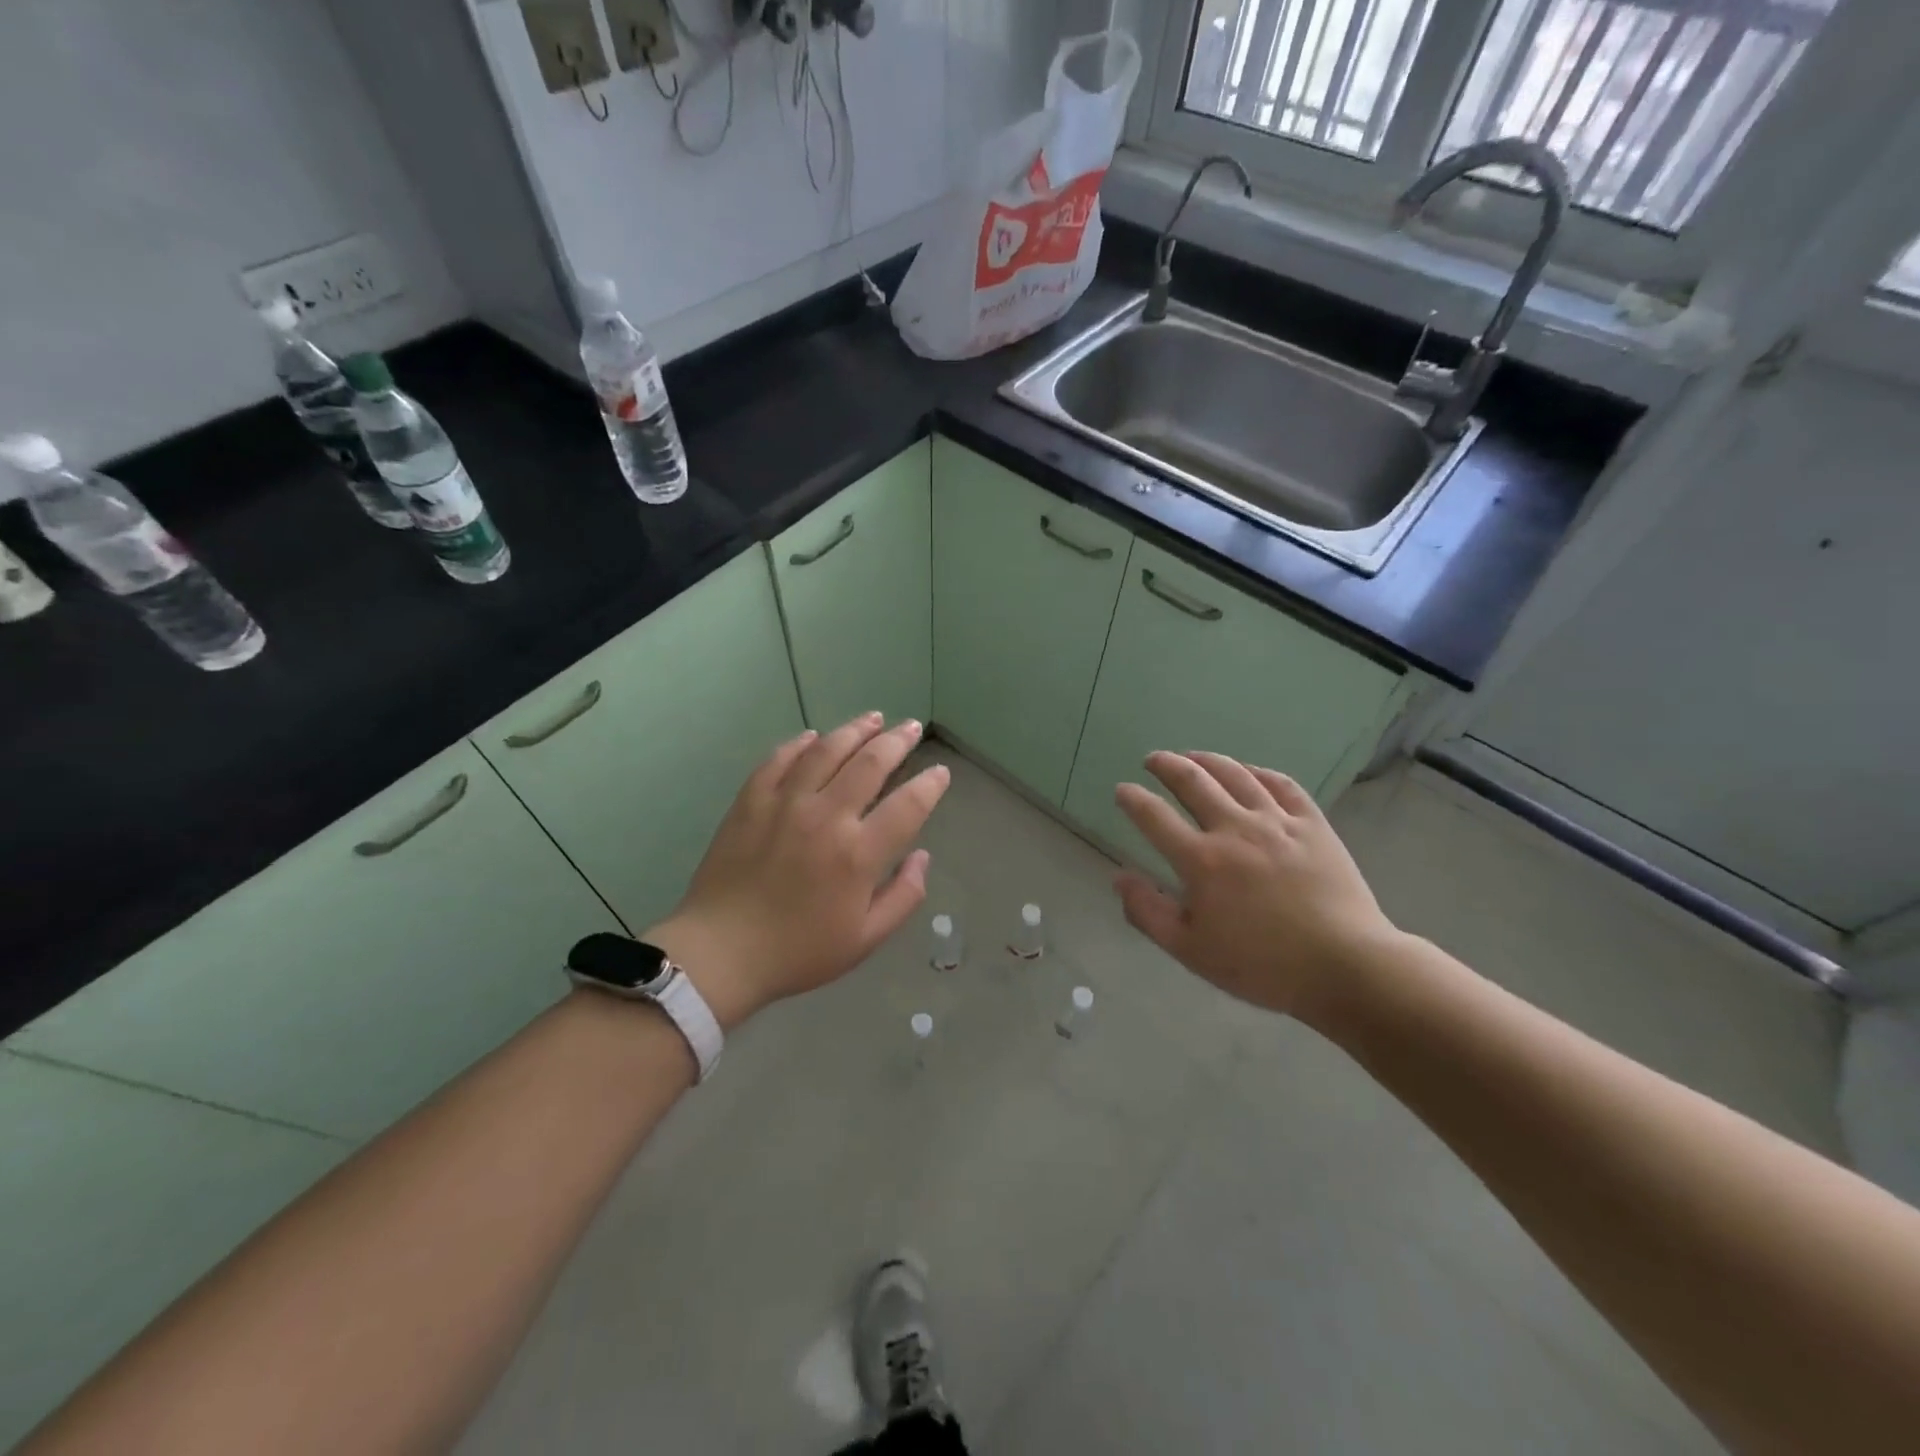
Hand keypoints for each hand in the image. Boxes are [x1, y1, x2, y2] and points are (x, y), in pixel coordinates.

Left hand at [644, 714, 949, 1029]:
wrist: (721, 953)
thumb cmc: (798, 951)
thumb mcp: (865, 939)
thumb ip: (903, 896)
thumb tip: (922, 857)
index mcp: (858, 854)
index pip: (908, 805)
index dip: (930, 785)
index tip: (940, 773)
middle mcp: (826, 817)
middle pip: (870, 763)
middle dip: (897, 741)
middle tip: (911, 727)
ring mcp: (785, 803)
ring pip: (826, 751)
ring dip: (854, 730)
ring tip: (873, 718)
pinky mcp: (751, 801)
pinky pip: (778, 760)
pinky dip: (800, 744)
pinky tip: (813, 737)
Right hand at [1112, 751, 1400, 1018]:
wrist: (1344, 967)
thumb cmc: (1261, 966)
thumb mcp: (1190, 951)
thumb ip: (1147, 912)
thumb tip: (1119, 876)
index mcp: (1201, 861)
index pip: (1154, 817)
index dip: (1133, 800)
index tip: (1122, 791)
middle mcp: (1234, 829)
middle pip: (1193, 782)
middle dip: (1167, 766)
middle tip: (1153, 759)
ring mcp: (1277, 822)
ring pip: (1236, 775)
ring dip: (1208, 760)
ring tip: (1192, 756)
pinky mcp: (1313, 824)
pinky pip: (1282, 784)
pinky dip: (1258, 772)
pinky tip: (1249, 772)